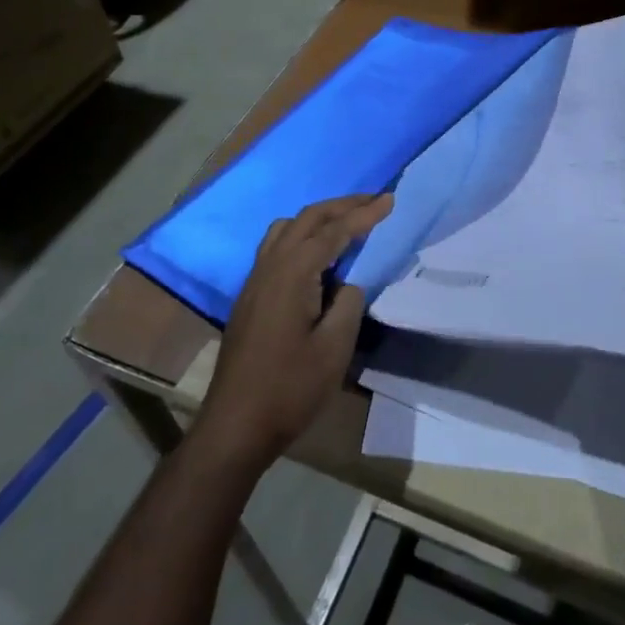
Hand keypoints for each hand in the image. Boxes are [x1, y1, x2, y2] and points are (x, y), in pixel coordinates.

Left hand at [192, 194, 393, 475]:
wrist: (235, 425)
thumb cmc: (289, 389)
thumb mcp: (334, 349)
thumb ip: (348, 304)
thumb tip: (349, 283)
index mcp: (291, 273)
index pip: (333, 231)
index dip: (363, 215)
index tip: (390, 199)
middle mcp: (269, 266)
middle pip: (307, 219)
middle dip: (342, 206)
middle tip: (373, 201)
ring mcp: (254, 280)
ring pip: (286, 229)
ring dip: (318, 218)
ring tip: (346, 223)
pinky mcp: (250, 296)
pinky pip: (277, 247)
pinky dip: (302, 236)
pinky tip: (317, 256)